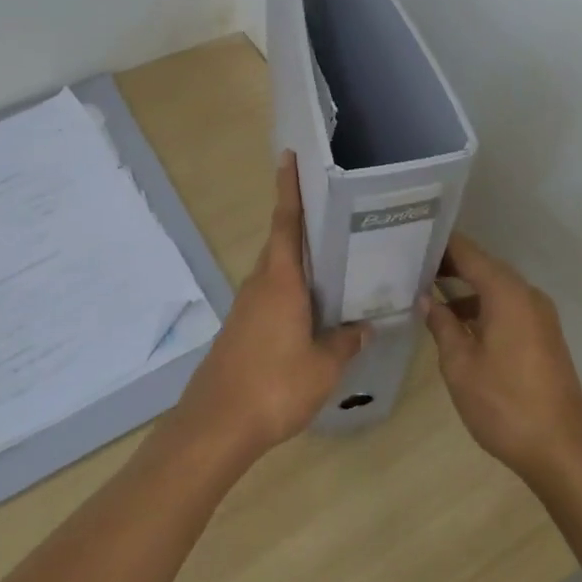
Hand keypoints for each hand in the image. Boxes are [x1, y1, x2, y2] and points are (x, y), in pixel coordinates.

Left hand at [173, 151, 365, 463]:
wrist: (217, 424)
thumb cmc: (274, 385)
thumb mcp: (323, 367)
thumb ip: (345, 342)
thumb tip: (364, 326)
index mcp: (281, 280)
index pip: (286, 222)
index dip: (289, 188)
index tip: (288, 157)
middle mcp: (260, 284)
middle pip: (281, 242)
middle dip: (301, 222)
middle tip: (333, 210)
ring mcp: (247, 307)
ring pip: (276, 270)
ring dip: (298, 260)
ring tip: (333, 260)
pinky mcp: (241, 328)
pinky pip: (271, 295)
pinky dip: (291, 289)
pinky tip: (312, 308)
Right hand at [424, 233, 581, 488]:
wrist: (563, 451)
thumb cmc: (505, 405)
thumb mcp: (460, 365)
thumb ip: (442, 325)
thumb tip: (427, 299)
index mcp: (507, 293)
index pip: (468, 252)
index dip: (439, 244)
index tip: (410, 239)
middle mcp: (527, 294)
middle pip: (483, 266)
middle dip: (449, 265)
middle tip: (410, 266)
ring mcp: (540, 315)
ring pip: (496, 288)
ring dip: (465, 288)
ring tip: (426, 293)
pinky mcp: (544, 335)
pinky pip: (508, 306)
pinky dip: (482, 306)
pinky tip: (458, 323)